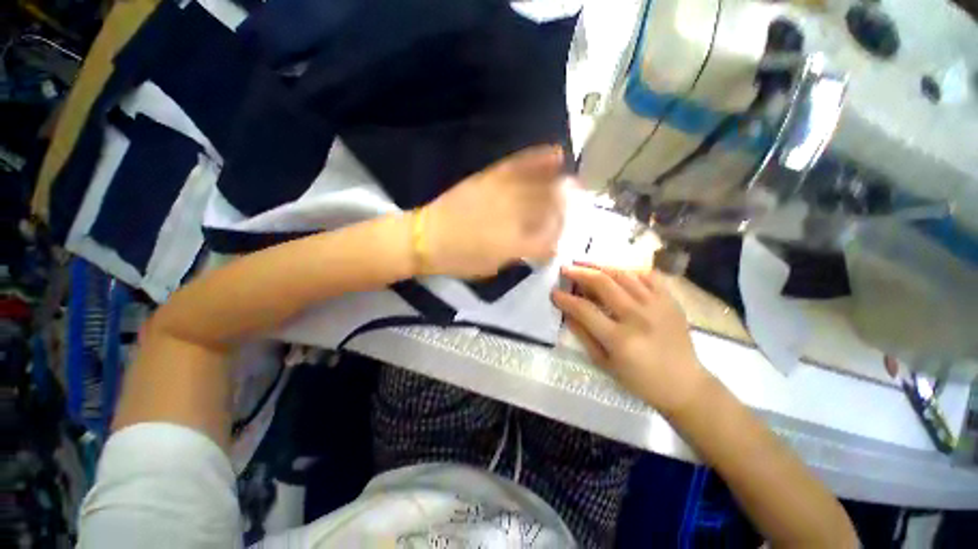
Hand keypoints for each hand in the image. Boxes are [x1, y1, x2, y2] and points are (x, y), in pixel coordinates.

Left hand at [423, 145, 567, 278]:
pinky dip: (537, 158)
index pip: (548, 239)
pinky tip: (554, 152)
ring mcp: (501, 193)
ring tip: (574, 181)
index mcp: (513, 244)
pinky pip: (517, 165)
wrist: (424, 237)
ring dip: (560, 183)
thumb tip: (537, 246)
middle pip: (549, 208)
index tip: (560, 239)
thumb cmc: (457, 259)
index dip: (558, 239)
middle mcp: (512, 216)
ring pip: (539, 185)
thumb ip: (517, 255)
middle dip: (566, 208)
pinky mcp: (489, 178)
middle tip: (576, 207)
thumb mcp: (491, 267)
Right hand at [552, 263, 709, 414]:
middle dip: (579, 273)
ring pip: (623, 274)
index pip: (584, 309)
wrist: (685, 384)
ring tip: (585, 263)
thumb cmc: (640, 380)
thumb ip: (584, 336)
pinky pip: (648, 275)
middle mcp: (638, 316)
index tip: (554, 292)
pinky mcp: (671, 300)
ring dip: (600, 266)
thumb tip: (568, 313)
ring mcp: (657, 305)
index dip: (565, 299)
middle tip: (565, 268)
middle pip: (603, 283)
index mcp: (620, 338)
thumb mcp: (605, 363)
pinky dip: (629, 270)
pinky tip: (617, 270)